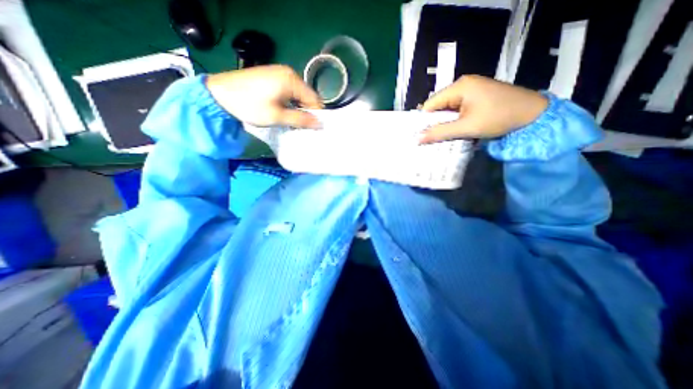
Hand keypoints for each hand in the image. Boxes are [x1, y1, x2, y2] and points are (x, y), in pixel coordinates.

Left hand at [206, 65, 324, 126]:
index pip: (314, 100)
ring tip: (292, 120)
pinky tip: (284, 111)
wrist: (218, 94)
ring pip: (298, 94)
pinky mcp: (272, 76)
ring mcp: (279, 72)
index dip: (315, 115)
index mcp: (292, 80)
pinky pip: (289, 91)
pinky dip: (290, 102)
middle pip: (307, 96)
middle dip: (306, 112)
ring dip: (298, 108)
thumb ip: (300, 120)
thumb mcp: (277, 116)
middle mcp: (289, 73)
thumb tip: (320, 124)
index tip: (312, 129)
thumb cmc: (249, 106)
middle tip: (301, 126)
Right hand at [420, 74, 549, 142]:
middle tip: (432, 139)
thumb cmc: (499, 117)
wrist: (535, 115)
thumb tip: (417, 139)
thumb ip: (440, 132)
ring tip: (444, 137)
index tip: (422, 136)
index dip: (424, 121)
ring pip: (448, 109)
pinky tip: (456, 130)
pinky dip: (455, 121)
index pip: (430, 104)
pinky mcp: (477, 97)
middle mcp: (463, 85)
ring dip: (445, 123)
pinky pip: (458, 110)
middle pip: (439, 106)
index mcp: (459, 87)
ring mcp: (471, 90)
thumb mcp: (467, 127)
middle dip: (435, 123)